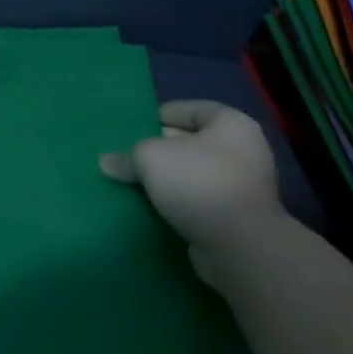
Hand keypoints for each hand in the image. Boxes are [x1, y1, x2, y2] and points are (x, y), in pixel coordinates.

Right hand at [100, 101, 286, 282]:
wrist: (239, 245)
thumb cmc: (198, 182)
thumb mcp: (150, 157)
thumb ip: (127, 155)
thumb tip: (107, 162)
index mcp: (232, 125)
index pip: (195, 109)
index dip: (167, 113)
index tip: (142, 122)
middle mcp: (245, 151)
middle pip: (196, 141)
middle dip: (165, 146)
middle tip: (135, 151)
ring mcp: (245, 186)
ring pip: (198, 172)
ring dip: (172, 176)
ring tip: (139, 178)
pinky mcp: (239, 217)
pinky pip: (201, 198)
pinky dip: (181, 199)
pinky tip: (156, 203)